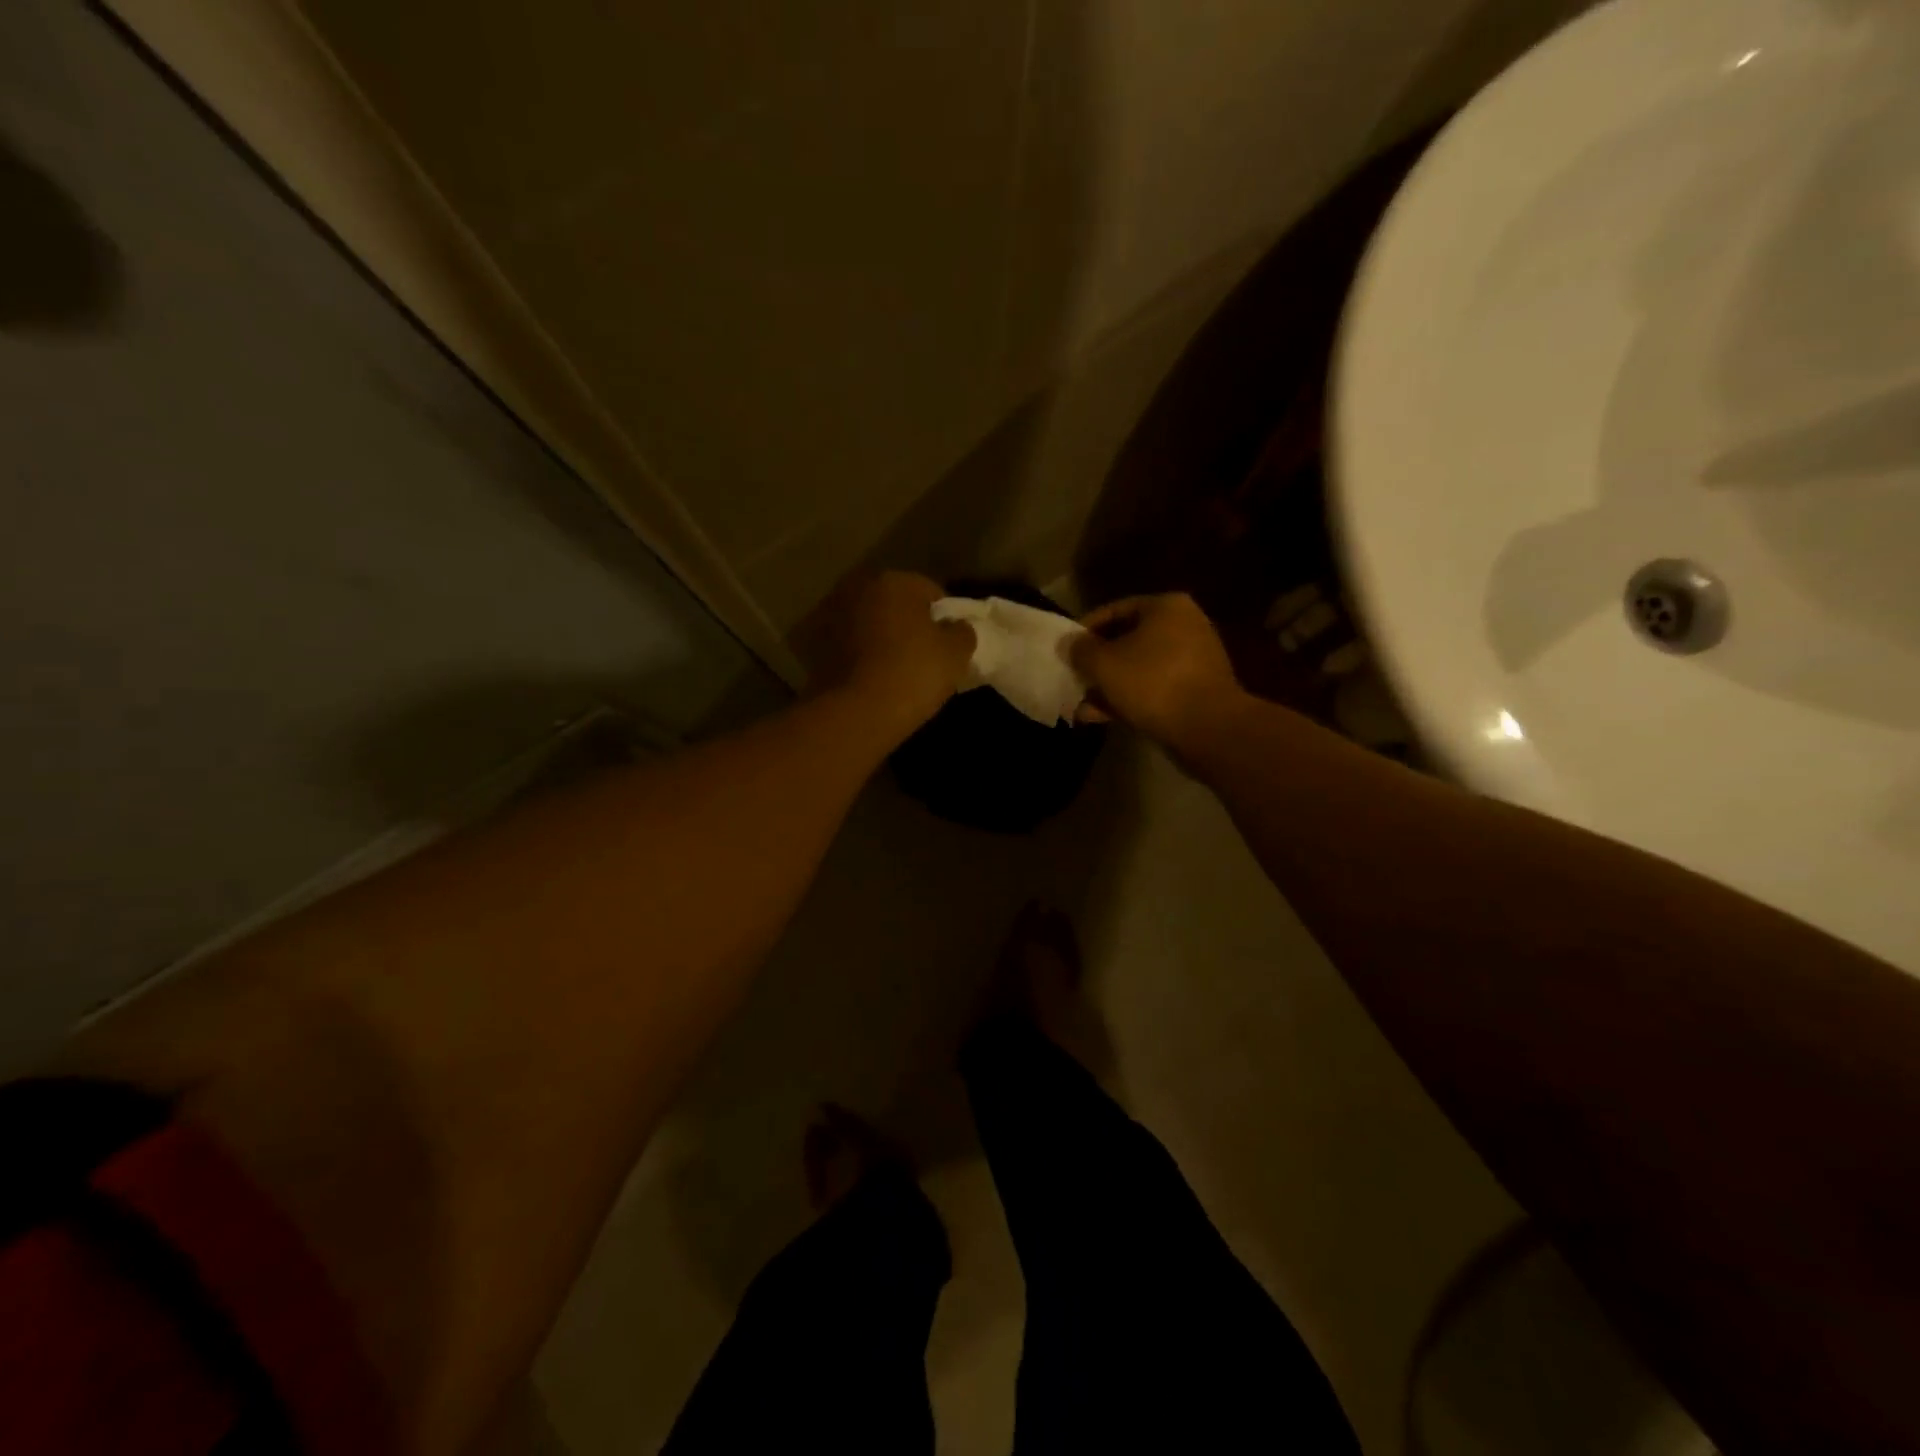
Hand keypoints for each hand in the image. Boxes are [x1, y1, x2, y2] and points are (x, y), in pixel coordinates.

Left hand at [807, 571, 975, 739]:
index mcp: (894, 581)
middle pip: (892, 602)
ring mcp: (829, 614)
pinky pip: (845, 643)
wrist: (856, 714)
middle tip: (921, 655)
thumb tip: (956, 627)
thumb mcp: (956, 654)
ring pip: (866, 621)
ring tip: (891, 668)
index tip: (948, 643)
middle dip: (906, 621)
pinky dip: (855, 653)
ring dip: (877, 635)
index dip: (943, 617)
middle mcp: (857, 587)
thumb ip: (962, 632)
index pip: (930, 592)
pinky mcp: (812, 644)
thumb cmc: (913, 674)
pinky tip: (867, 677)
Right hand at [1069, 593, 1244, 746]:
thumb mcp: (1104, 663)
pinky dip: (1129, 699)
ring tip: (1082, 706)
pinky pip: (1154, 688)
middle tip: (1074, 679)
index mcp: (1165, 607)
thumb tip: (1069, 643)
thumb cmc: (1152, 682)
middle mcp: (1184, 625)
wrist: (1208, 727)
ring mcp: (1193, 659)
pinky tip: (1102, 717)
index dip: (1085, 630)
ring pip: (1139, 668)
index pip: (1114, 610)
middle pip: (1127, 640)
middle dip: (1098, 664)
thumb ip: (1081, 650)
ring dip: (1109, 687)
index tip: (1066, 651)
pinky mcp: (1196, 690)